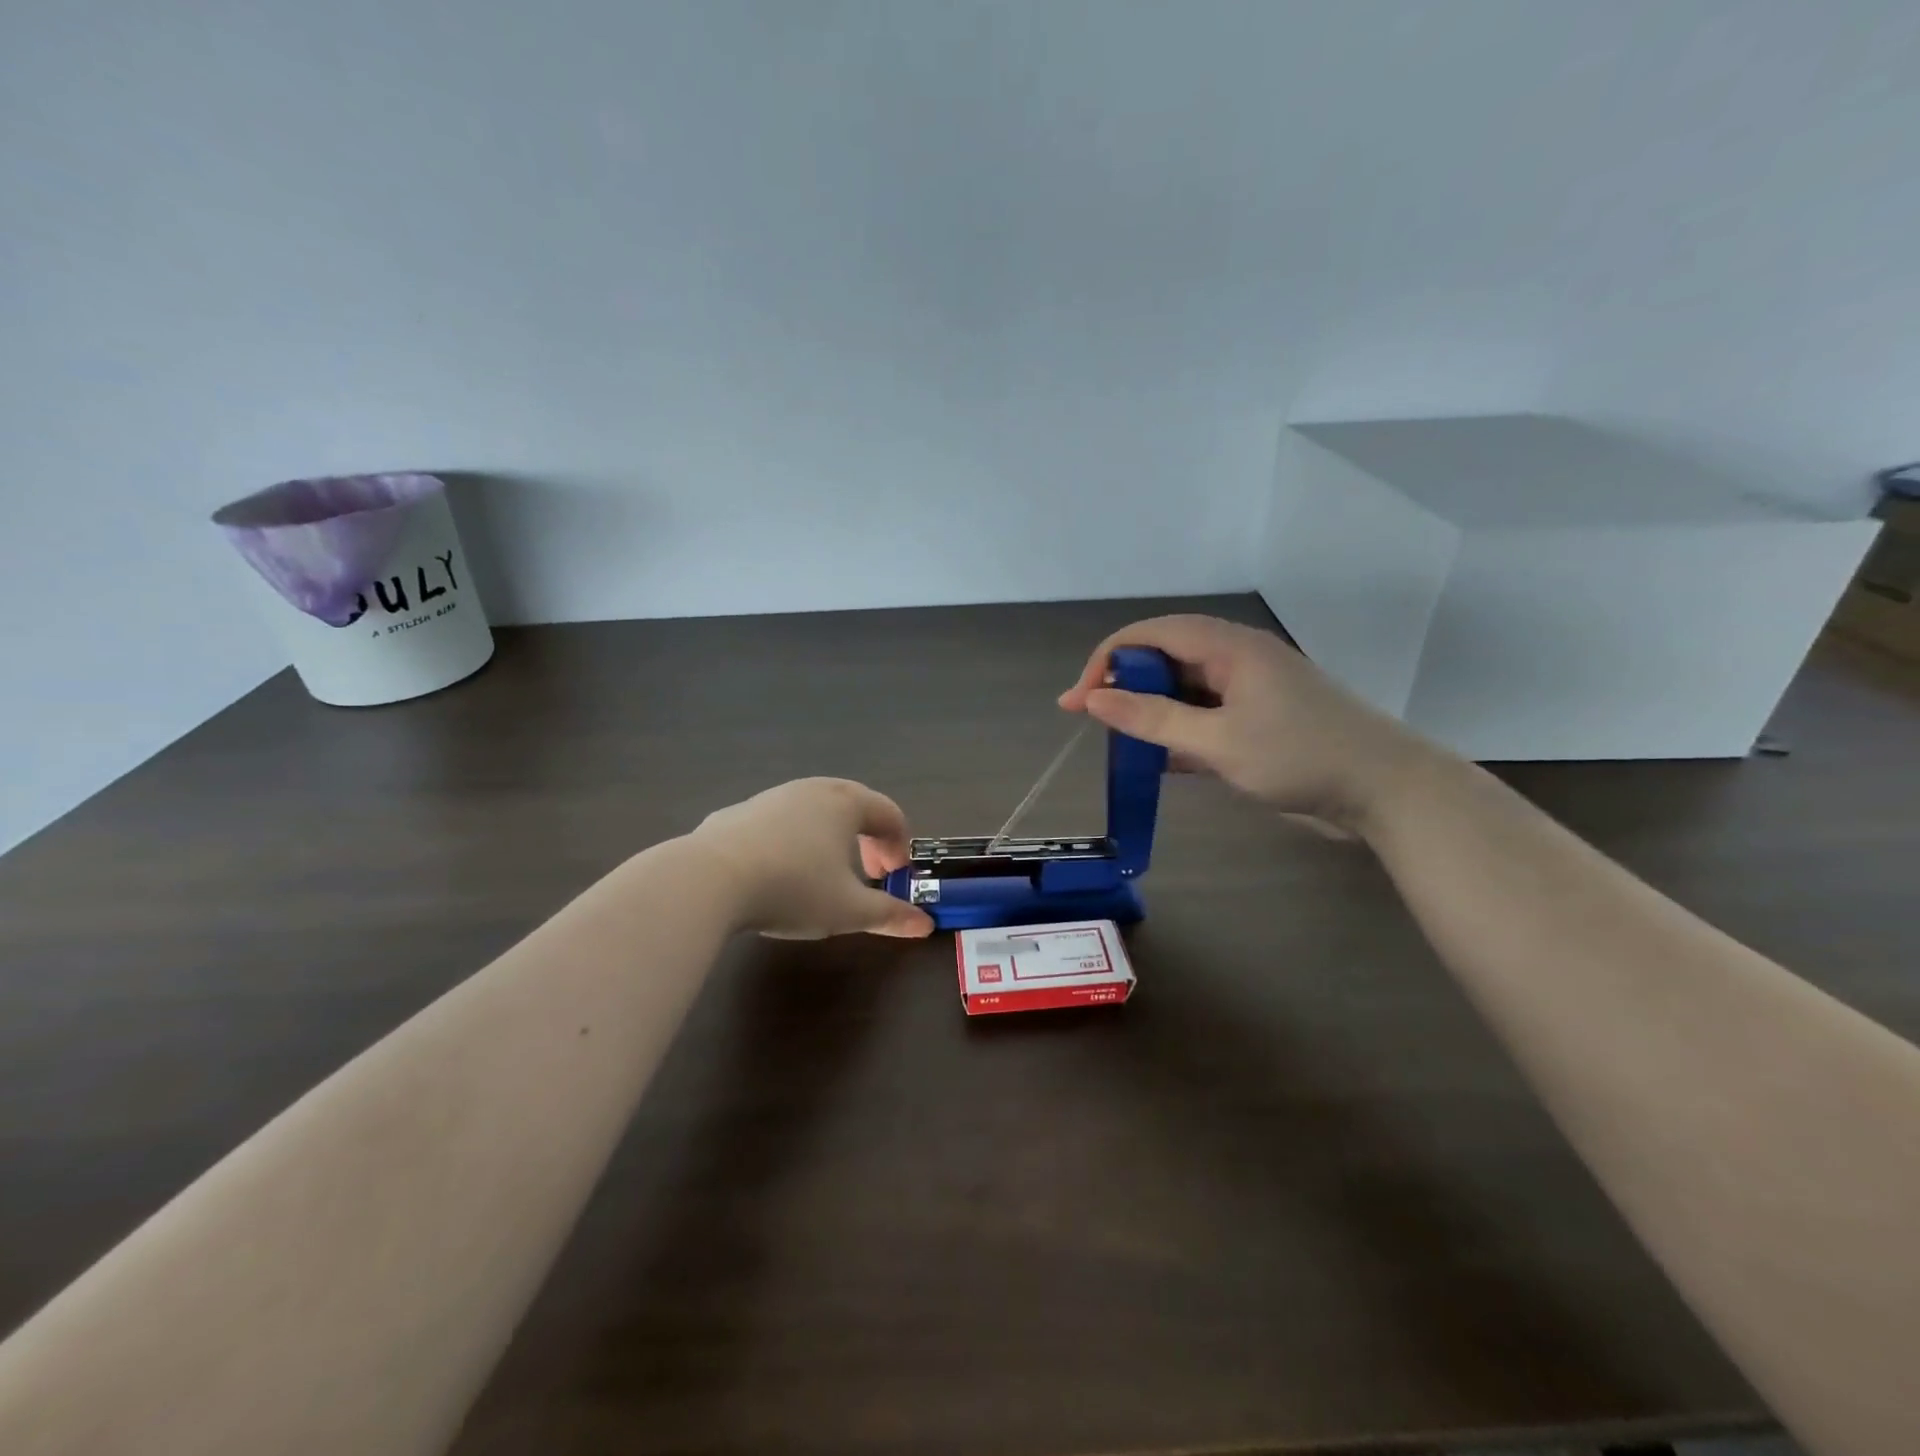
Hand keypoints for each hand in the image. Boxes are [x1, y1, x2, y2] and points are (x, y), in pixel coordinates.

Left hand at [688, 778, 934, 939]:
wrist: (710, 879)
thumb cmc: (794, 888)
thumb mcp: (848, 910)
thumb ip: (890, 915)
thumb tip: (926, 924)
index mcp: (845, 803)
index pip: (889, 813)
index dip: (900, 845)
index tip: (896, 876)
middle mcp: (811, 790)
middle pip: (854, 805)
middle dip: (868, 839)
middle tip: (869, 873)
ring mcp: (771, 797)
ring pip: (814, 811)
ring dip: (830, 838)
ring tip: (825, 873)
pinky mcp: (737, 813)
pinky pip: (778, 822)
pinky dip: (792, 841)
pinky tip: (778, 872)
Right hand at [1058, 615, 1436, 835]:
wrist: (1386, 791)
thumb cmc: (1300, 756)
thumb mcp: (1217, 741)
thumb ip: (1152, 719)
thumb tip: (1093, 699)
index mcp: (1228, 647)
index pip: (1150, 634)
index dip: (1106, 660)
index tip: (1078, 701)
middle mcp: (1235, 658)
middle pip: (1164, 657)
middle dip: (1123, 684)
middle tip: (1091, 720)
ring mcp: (1249, 689)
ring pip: (1182, 688)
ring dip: (1149, 711)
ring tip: (1120, 741)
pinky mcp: (1257, 718)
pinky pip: (1203, 714)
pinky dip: (1177, 732)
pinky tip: (1159, 760)